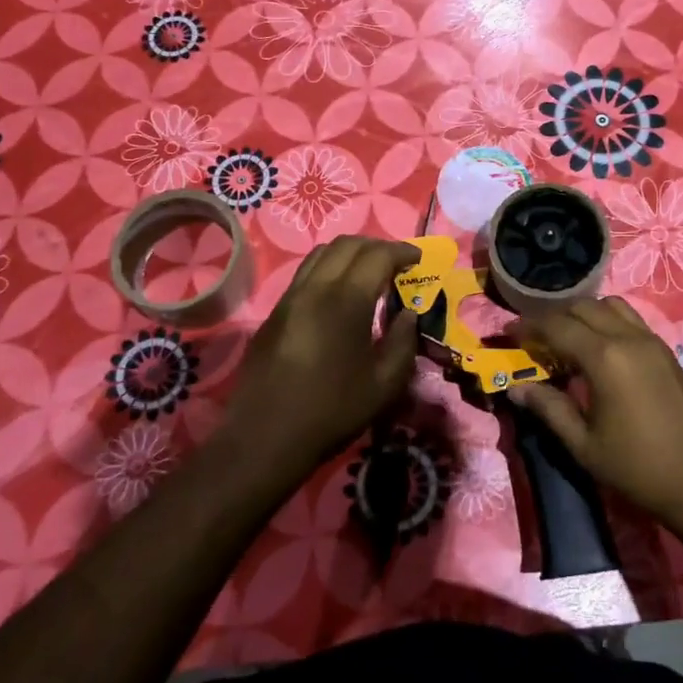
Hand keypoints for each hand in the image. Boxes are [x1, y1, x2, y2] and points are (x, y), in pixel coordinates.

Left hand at [224, 236, 419, 481]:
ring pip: (321, 254)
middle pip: (347, 245)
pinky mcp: (274, 313)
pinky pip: (305, 274)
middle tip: (396, 262)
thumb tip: (407, 314)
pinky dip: (328, 269)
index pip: (377, 255)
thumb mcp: (385, 384)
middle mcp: (315, 288)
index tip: (418, 260)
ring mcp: (290, 298)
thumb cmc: (332, 411)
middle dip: (376, 246)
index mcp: (346, 301)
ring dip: (349, 253)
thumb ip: (403, 342)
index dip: (402, 251)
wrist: (265, 437)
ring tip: (368, 272)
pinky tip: (339, 295)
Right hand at [508, 297, 682, 530]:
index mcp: (605, 357)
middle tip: (536, 339)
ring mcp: (652, 341)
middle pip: (583, 307)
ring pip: (610, 306)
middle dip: (554, 317)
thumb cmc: (637, 468)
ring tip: (568, 339)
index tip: (509, 332)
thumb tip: (516, 387)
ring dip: (584, 314)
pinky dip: (608, 321)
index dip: (529, 326)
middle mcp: (628, 338)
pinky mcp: (667, 351)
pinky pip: (631, 319)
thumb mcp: (584, 444)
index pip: (557, 326)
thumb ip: (549, 408)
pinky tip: (600, 350)